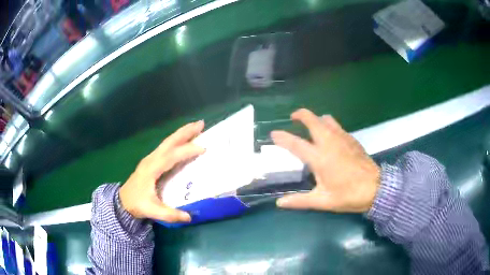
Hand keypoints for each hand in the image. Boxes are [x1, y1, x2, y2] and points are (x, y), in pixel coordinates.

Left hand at [119, 121, 204, 222]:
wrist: (122, 201)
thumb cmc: (136, 204)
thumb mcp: (152, 211)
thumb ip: (170, 214)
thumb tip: (190, 216)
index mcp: (151, 169)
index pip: (171, 156)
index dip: (186, 151)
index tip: (202, 148)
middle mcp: (151, 160)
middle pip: (169, 142)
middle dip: (185, 132)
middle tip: (201, 123)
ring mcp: (150, 159)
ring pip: (167, 142)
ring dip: (181, 133)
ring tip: (195, 127)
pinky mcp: (151, 161)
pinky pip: (165, 147)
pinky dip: (176, 140)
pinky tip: (183, 141)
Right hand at [271, 109, 379, 212]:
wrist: (375, 188)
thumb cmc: (347, 195)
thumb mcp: (322, 201)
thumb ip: (299, 201)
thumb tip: (279, 203)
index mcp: (319, 158)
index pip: (295, 143)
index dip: (282, 137)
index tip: (273, 134)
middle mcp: (329, 143)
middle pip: (312, 120)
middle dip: (301, 115)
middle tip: (293, 118)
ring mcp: (342, 138)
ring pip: (326, 119)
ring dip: (316, 119)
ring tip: (311, 125)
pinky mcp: (352, 139)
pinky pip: (337, 126)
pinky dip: (329, 125)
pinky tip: (330, 136)